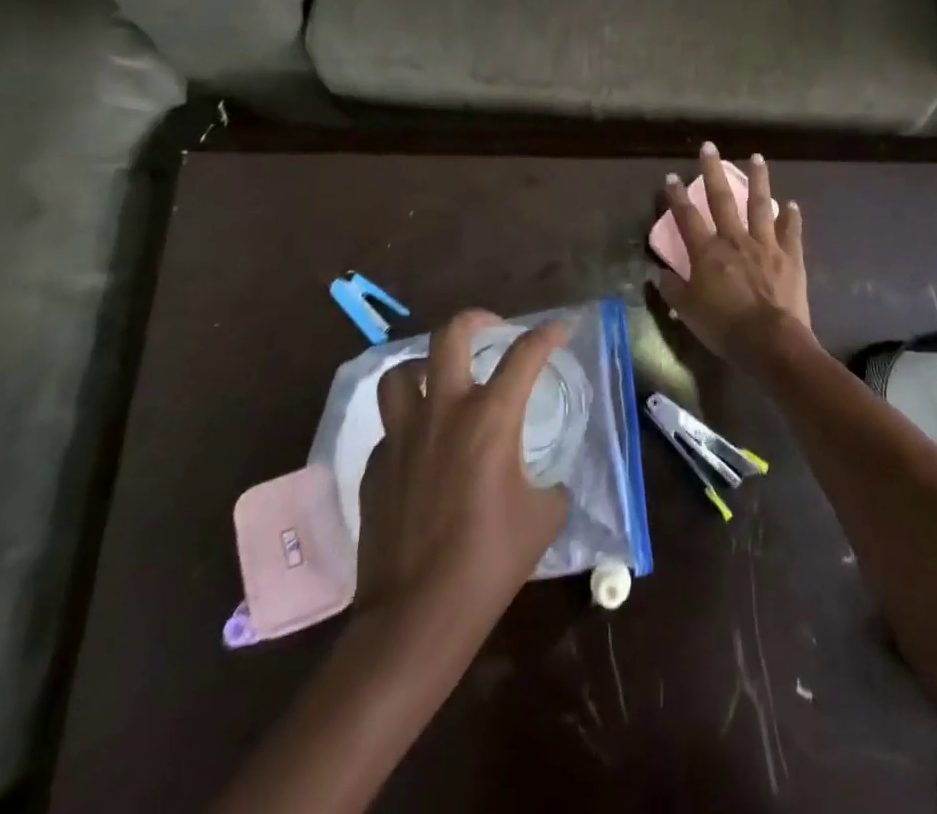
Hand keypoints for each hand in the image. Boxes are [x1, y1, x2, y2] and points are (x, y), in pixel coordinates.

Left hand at [355, 310, 569, 647]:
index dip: (548, 334)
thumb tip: (545, 478)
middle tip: (493, 328)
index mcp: (490, 418)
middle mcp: (443, 412)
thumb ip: (550, 483)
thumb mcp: (543, 518)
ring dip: (425, 366)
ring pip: (401, 372)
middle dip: (476, 319)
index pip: (525, 355)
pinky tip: (424, 450)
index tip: (561, 330)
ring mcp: (402, 436)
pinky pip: (391, 427)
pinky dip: (410, 424)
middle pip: (450, 336)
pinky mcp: (376, 465)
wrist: (416, 617)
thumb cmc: (490, 562)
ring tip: (442, 379)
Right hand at [657, 144, 815, 371]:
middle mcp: (734, 239)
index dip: (676, 196)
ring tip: (757, 157)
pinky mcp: (790, 256)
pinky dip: (791, 216)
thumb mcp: (688, 311)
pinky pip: (791, 231)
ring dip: (758, 179)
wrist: (770, 341)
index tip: (671, 177)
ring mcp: (765, 244)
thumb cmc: (724, 327)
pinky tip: (791, 204)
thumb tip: (660, 274)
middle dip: (713, 171)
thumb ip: (672, 289)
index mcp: (707, 252)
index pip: (687, 217)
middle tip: (710, 147)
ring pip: (760, 204)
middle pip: (721, 199)